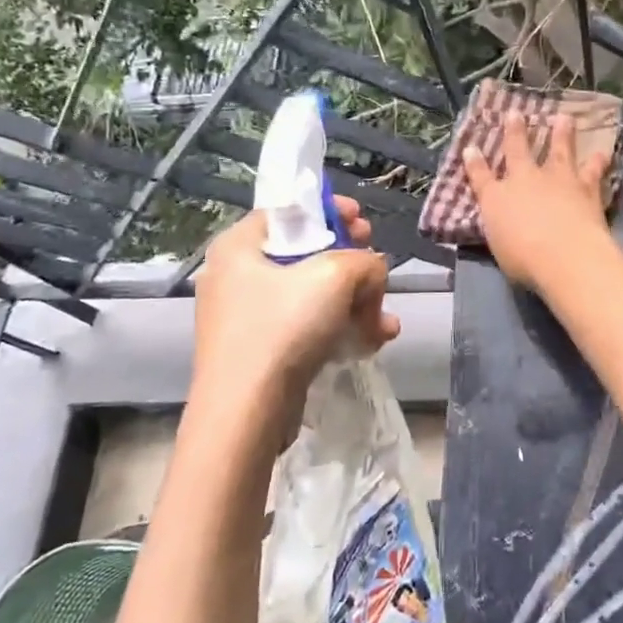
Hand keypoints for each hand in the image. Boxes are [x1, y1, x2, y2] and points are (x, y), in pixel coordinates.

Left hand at [192, 197, 400, 412]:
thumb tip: (371, 274)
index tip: (363, 222)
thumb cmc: (283, 327)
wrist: (248, 411)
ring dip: (357, 304)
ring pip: (315, 296)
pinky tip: (374, 341)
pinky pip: (309, 327)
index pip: (288, 213)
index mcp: (239, 247)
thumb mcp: (336, 275)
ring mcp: (249, 318)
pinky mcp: (264, 352)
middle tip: (376, 269)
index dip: (330, 212)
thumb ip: (365, 261)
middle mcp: (238, 277)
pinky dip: (341, 330)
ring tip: (384, 321)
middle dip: (353, 265)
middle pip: (307, 255)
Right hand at [464, 112, 613, 291]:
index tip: (470, 148)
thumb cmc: (524, 260)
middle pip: (517, 150)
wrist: (564, 254)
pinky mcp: (585, 187)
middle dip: (515, 132)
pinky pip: (593, 170)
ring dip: (562, 133)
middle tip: (515, 114)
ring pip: (559, 150)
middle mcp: (524, 180)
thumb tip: (503, 224)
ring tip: (565, 118)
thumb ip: (502, 231)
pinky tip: (604, 152)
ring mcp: (557, 180)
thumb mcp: (500, 248)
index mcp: (496, 199)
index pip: (481, 177)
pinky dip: (599, 161)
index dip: (474, 162)